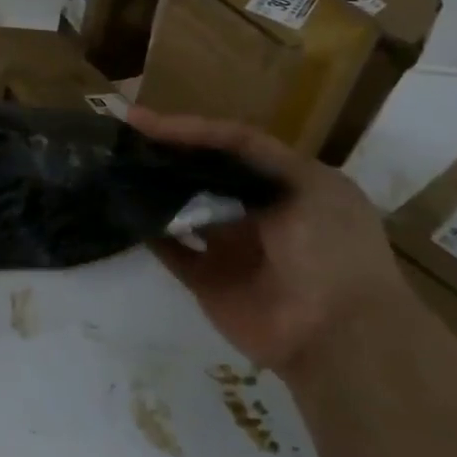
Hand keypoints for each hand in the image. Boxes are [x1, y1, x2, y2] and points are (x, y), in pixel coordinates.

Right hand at [128, 108, 405, 374]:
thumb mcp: (310, 185)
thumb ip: (254, 156)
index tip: (141, 119)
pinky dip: (151, 234)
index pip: (230, 144)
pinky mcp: (208, 281)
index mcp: (286, 184)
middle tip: (123, 140)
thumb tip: (196, 140)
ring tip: (116, 169)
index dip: (189, 128)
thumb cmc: (332, 249)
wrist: (339, 336)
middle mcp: (256, 211)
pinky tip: (126, 211)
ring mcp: (230, 247)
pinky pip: (172, 252)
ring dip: (153, 190)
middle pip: (203, 173)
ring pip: (183, 209)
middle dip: (166, 155)